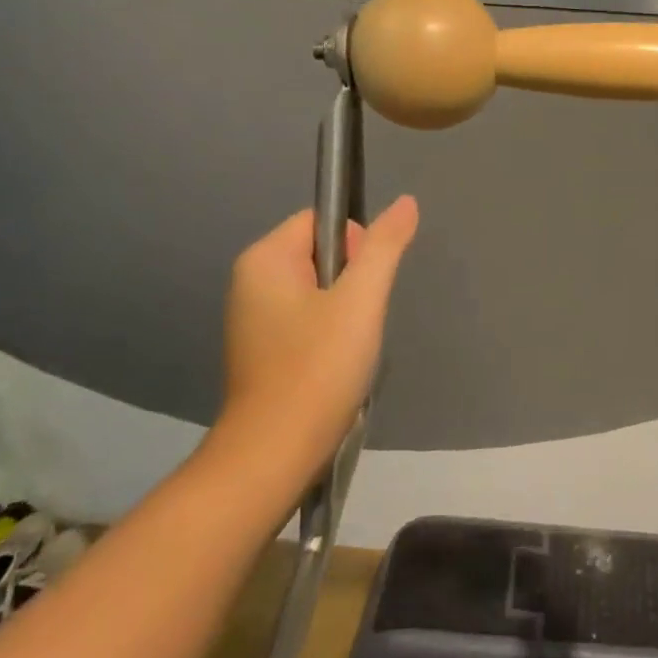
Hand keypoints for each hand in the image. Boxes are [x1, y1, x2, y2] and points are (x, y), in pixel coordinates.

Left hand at [212, 197, 418, 489]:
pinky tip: (334, 366)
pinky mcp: (261, 350)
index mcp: (264, 259)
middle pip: (320, 255)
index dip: (355, 246)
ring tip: (348, 348)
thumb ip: (384, 247)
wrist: (274, 455)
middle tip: (358, 323)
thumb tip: (406, 202)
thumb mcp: (361, 300)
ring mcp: (252, 318)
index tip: (364, 289)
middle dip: (351, 283)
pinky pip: (306, 321)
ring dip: (344, 313)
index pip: (321, 221)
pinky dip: (328, 336)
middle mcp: (250, 281)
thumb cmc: (317, 369)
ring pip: (317, 291)